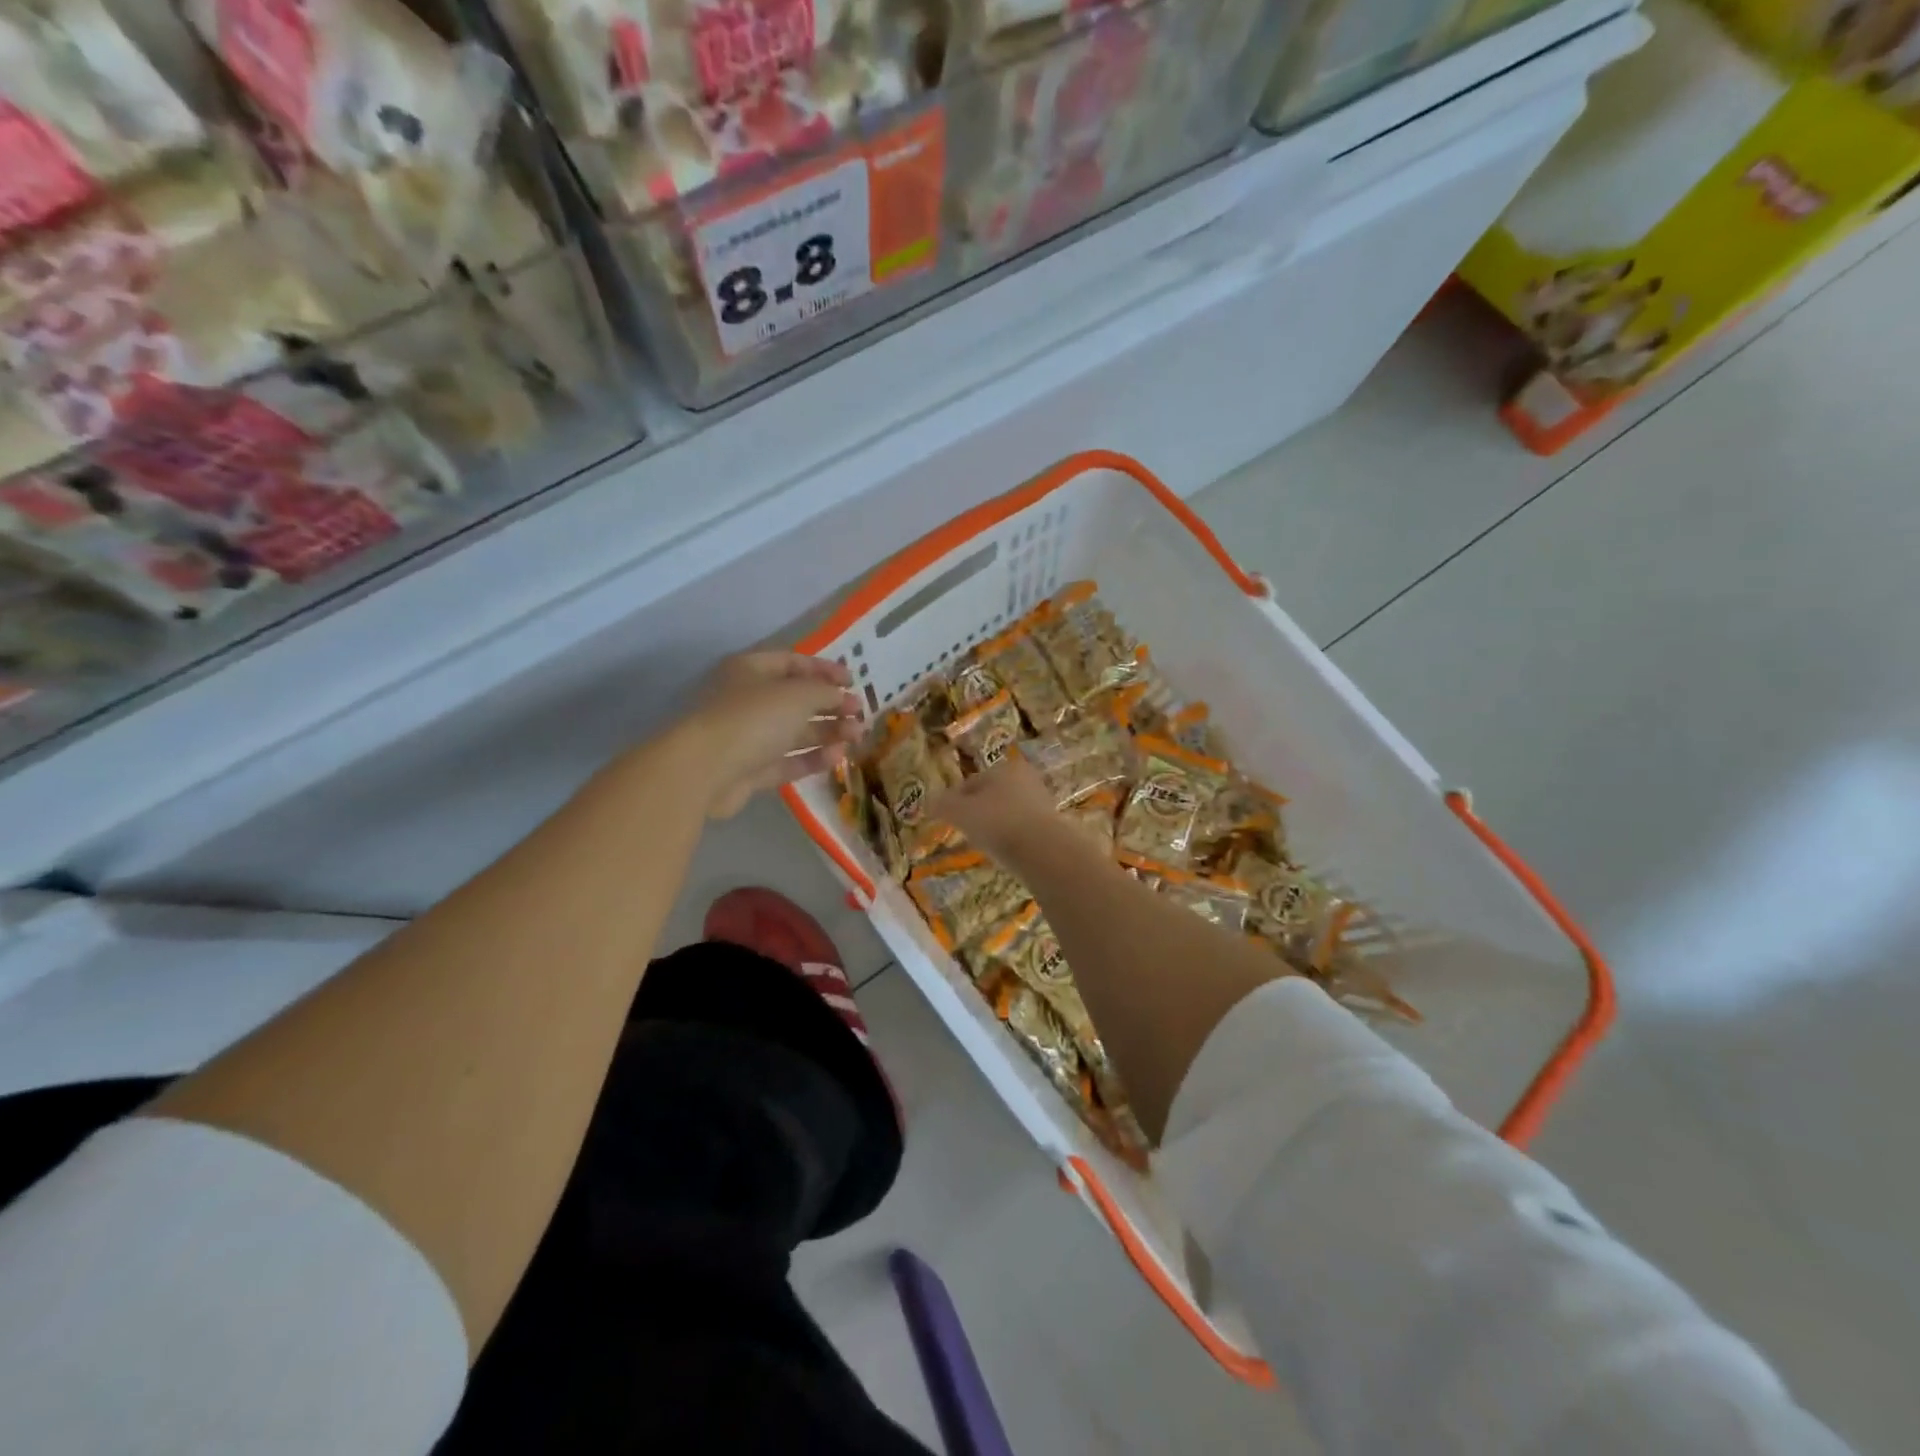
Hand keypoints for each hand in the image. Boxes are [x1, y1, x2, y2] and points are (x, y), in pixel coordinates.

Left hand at [679, 652, 863, 817]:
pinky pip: (787, 760)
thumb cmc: (752, 718)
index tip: (853, 682)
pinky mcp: (750, 770)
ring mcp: (747, 737)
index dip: (824, 670)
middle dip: (830, 705)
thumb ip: (825, 692)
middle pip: (795, 699)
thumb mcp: (797, 695)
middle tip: (859, 713)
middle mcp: (747, 700)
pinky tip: (838, 756)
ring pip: (794, 731)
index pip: (793, 662)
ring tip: (857, 736)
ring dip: (827, 732)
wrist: (705, 770)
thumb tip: (842, 697)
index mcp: (750, 670)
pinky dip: (812, 758)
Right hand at [929, 752, 1078, 867]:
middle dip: (977, 811)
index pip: (971, 782)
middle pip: (991, 796)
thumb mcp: (961, 812)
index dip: (954, 800)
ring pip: (1008, 812)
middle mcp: (1026, 779)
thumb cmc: (998, 822)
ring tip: (983, 844)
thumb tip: (929, 802)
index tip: (946, 818)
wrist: (1043, 851)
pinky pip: (1022, 829)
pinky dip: (1010, 837)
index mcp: (1004, 768)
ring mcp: (1042, 803)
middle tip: (964, 831)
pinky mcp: (1052, 826)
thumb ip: (942, 805)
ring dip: (995, 825)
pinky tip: (1004, 852)